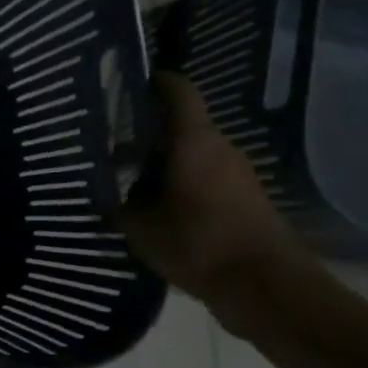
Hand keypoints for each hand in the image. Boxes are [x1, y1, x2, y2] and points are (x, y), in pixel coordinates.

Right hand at [115, 73, 311, 335]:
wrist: (263, 286)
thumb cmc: (198, 244)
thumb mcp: (140, 227)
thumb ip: (119, 204)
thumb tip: (104, 192)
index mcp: (194, 141)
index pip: (177, 91)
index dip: (153, 81)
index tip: (124, 84)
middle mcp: (219, 148)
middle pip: (180, 125)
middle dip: (145, 131)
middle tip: (108, 142)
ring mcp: (236, 173)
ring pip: (190, 154)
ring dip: (161, 161)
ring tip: (124, 179)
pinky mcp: (243, 199)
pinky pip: (203, 178)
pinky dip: (178, 184)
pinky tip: (153, 207)